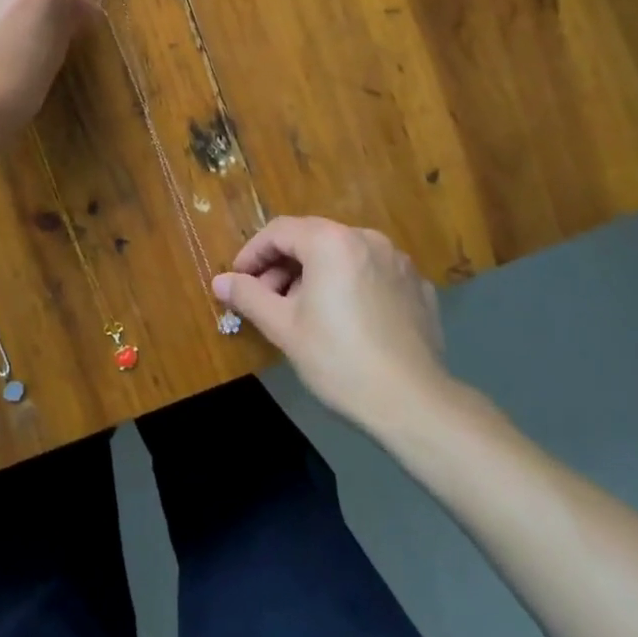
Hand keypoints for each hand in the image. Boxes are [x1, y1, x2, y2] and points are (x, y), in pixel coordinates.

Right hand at [212, 215, 469, 437]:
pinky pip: (372, 273)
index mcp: (331, 241)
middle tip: (266, 299)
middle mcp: (367, 239)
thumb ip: (248, 296)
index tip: (238, 280)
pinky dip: (350, 285)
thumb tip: (219, 281)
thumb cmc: (339, 361)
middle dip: (283, 265)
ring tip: (303, 311)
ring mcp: (398, 261)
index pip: (279, 231)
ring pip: (343, 255)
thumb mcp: (284, 327)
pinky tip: (345, 320)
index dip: (252, 253)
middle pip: (312, 239)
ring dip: (315, 274)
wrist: (415, 404)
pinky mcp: (418, 286)